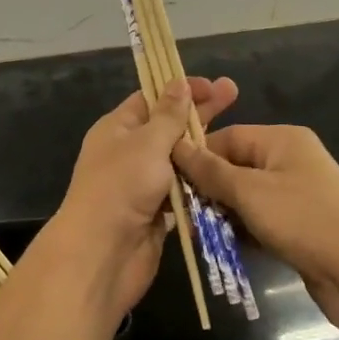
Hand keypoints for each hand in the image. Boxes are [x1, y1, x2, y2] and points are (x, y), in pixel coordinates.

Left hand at [53, 76, 238, 320]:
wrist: (101, 257)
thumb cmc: (120, 188)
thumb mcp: (147, 143)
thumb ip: (168, 115)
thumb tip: (179, 83)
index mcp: (118, 128)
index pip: (152, 98)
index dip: (181, 89)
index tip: (212, 84)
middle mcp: (129, 152)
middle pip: (169, 126)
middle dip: (200, 112)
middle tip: (234, 94)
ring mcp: (142, 185)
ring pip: (178, 161)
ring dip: (203, 151)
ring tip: (237, 138)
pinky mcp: (156, 214)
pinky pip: (182, 192)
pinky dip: (200, 185)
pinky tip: (227, 176)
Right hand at [174, 123, 338, 339]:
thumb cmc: (305, 221)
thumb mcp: (251, 192)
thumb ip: (211, 171)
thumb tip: (176, 145)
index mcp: (282, 139)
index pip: (227, 137)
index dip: (198, 155)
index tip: (168, 178)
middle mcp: (289, 160)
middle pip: (235, 167)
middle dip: (208, 189)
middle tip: (180, 212)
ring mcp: (296, 195)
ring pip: (245, 197)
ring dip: (222, 214)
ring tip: (195, 233)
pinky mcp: (299, 227)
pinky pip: (260, 221)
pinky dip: (242, 231)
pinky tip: (220, 247)